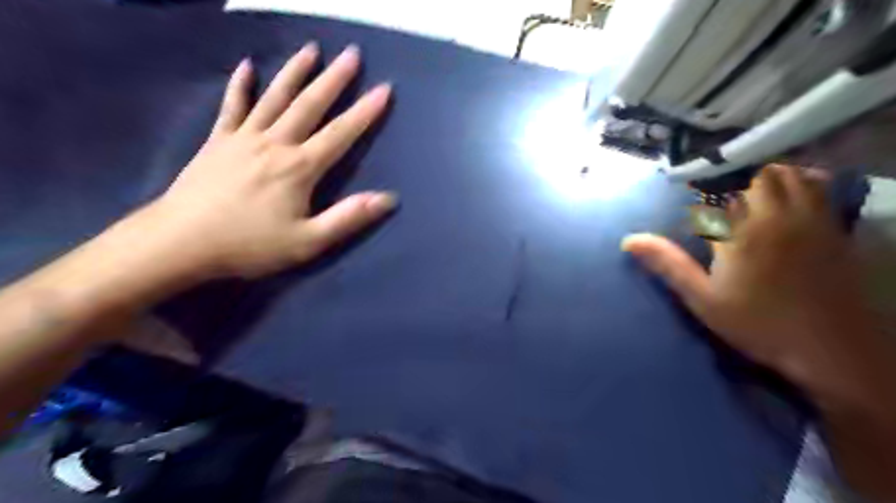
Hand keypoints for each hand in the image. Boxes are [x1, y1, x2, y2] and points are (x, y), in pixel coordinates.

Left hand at [139, 41, 392, 278]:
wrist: (180, 242)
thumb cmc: (250, 245)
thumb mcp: (308, 242)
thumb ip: (348, 218)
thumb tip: (387, 199)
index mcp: (299, 167)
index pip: (340, 134)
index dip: (365, 112)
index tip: (384, 88)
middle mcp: (275, 143)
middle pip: (309, 105)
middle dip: (334, 79)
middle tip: (352, 54)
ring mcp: (244, 138)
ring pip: (275, 97)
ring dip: (295, 72)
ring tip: (312, 49)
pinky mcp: (218, 141)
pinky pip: (232, 106)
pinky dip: (240, 85)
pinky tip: (247, 66)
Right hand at [624, 164, 887, 405]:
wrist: (834, 352)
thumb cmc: (758, 324)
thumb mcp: (702, 298)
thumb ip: (669, 264)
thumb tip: (629, 240)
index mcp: (743, 230)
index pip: (723, 190)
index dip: (707, 189)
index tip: (694, 194)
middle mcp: (781, 217)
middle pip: (763, 175)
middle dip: (741, 180)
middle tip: (724, 199)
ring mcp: (815, 222)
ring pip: (797, 177)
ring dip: (774, 178)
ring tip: (755, 196)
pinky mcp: (838, 232)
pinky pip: (824, 192)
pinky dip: (806, 185)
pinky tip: (793, 202)